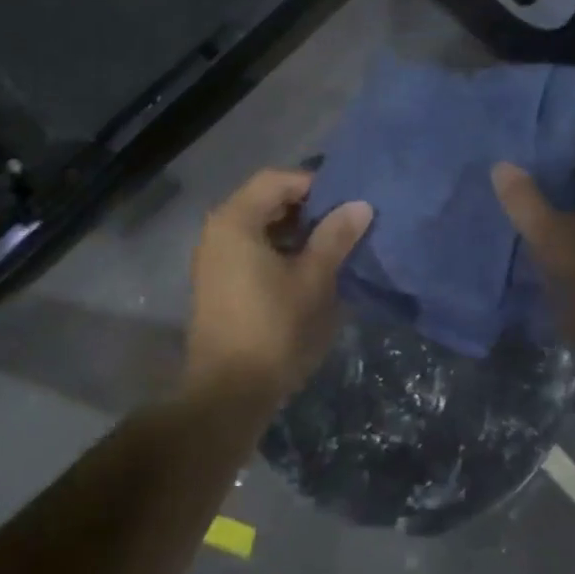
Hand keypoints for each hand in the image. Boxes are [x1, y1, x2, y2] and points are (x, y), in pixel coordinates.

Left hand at [186, 169, 372, 408]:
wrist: (227, 393)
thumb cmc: (273, 329)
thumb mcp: (313, 280)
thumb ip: (335, 237)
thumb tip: (360, 205)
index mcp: (235, 221)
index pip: (276, 180)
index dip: (313, 183)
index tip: (345, 200)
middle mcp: (218, 231)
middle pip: (265, 200)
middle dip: (306, 207)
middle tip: (343, 221)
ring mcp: (214, 258)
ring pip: (259, 227)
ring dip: (294, 231)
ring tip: (332, 245)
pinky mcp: (218, 283)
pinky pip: (251, 249)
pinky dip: (279, 250)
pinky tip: (308, 269)